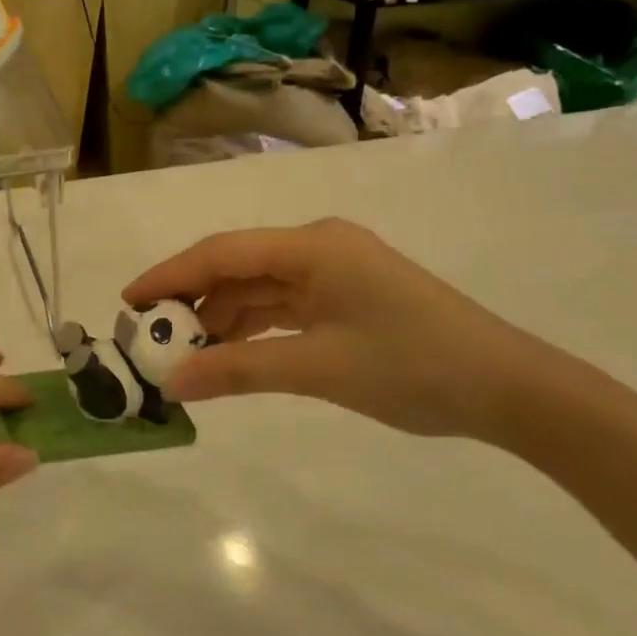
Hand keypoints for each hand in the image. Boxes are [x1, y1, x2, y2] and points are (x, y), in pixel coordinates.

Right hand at [125, 218, 562, 440]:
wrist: (509, 388)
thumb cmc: (413, 367)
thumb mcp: (318, 368)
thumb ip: (239, 369)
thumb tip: (172, 382)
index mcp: (313, 246)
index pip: (222, 253)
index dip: (170, 274)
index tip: (128, 302)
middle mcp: (318, 248)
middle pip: (237, 267)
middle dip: (192, 300)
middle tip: (150, 336)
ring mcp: (335, 272)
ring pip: (259, 288)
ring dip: (222, 318)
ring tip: (183, 352)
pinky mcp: (346, 297)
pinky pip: (283, 306)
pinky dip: (253, 328)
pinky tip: (229, 353)